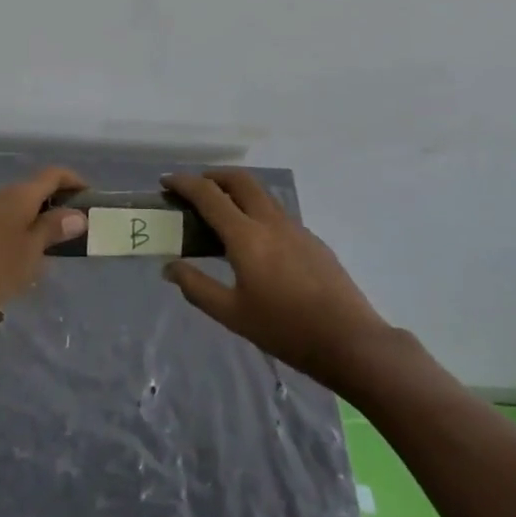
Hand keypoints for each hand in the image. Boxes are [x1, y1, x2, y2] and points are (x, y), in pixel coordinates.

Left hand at [0, 167, 87, 325]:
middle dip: (55, 207)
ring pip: (15, 209)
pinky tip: (10, 264)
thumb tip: (77, 213)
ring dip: (33, 223)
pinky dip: (13, 235)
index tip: (91, 200)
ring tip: (44, 255)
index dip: (75, 181)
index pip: (54, 174)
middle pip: (34, 190)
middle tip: (71, 234)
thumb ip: (52, 230)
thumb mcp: (28, 254)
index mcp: (20, 195)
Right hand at [162, 170, 391, 388]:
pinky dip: (255, 210)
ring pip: (261, 194)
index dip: (184, 183)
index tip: (166, 182)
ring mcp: (295, 227)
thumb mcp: (232, 314)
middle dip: (213, 176)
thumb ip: (197, 287)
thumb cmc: (285, 329)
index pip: (209, 195)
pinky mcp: (311, 239)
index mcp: (246, 236)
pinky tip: (254, 242)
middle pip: (239, 180)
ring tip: (221, 213)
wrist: (349, 340)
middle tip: (194, 189)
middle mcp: (270, 221)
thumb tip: (170, 267)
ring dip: (236, 191)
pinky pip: (276, 212)